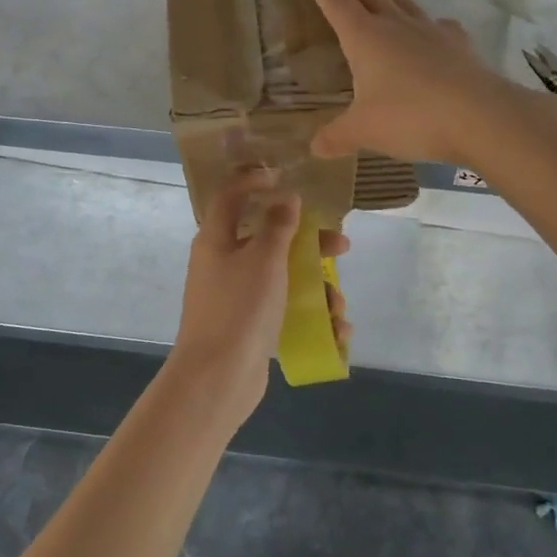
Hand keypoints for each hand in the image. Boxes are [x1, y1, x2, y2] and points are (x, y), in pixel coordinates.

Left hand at [168, 170, 350, 424]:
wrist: (217, 378)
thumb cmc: (240, 308)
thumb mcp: (263, 258)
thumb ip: (277, 224)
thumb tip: (285, 197)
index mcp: (217, 239)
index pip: (230, 195)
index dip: (255, 180)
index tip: (286, 177)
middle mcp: (224, 262)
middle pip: (268, 238)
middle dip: (308, 242)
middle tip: (340, 245)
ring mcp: (236, 296)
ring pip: (282, 276)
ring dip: (315, 285)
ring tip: (337, 305)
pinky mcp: (249, 324)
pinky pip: (283, 308)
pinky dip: (309, 315)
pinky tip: (336, 330)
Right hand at [302, 0, 512, 165]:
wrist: (480, 116)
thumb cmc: (411, 117)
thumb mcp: (364, 131)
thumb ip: (337, 136)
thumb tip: (314, 148)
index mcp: (366, 38)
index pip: (337, 3)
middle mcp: (397, 26)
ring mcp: (431, 32)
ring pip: (403, 1)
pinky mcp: (459, 46)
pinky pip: (438, 26)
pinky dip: (428, 23)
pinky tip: (432, 29)